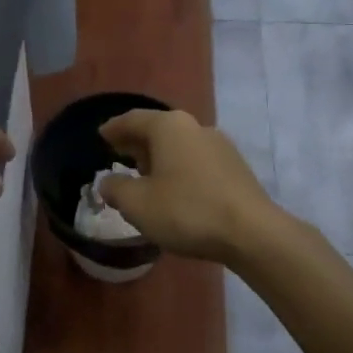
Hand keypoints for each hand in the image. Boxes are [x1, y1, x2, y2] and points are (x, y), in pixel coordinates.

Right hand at [97, 109, 280, 264]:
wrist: (252, 232)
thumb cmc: (187, 211)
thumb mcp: (137, 204)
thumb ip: (115, 189)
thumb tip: (108, 182)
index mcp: (168, 127)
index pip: (132, 120)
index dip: (113, 129)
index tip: (100, 136)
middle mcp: (195, 127)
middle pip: (158, 129)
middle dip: (136, 142)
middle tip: (118, 154)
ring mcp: (219, 145)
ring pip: (179, 145)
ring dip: (159, 157)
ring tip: (144, 175)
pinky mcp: (235, 167)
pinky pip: (196, 160)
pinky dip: (179, 168)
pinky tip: (175, 189)